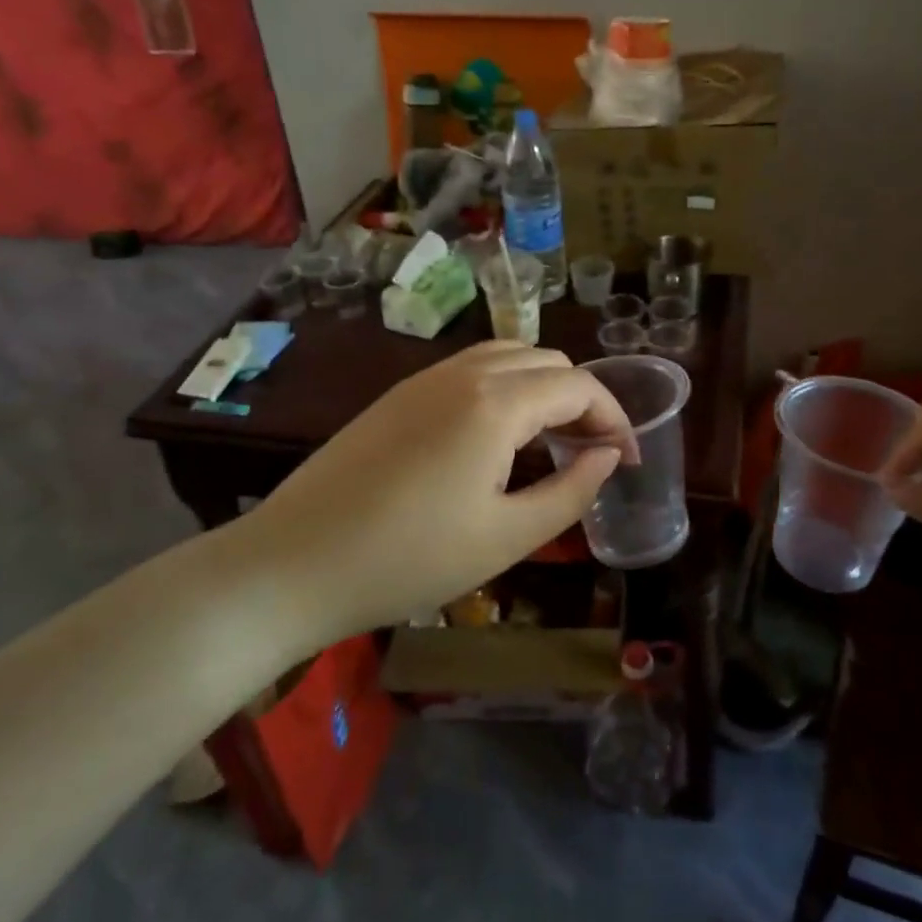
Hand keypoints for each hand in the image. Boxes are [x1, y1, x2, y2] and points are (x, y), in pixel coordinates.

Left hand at [223, 342, 635, 649]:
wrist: (293, 564)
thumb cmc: (408, 559)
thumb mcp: (506, 538)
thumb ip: (572, 491)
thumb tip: (609, 456)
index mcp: (495, 403)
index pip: (579, 386)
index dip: (615, 418)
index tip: (629, 460)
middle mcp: (463, 373)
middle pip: (546, 360)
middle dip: (583, 399)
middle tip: (592, 452)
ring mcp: (425, 379)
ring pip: (507, 357)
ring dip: (543, 387)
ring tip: (552, 440)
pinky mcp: (399, 394)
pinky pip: (471, 370)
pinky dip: (505, 388)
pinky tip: (497, 438)